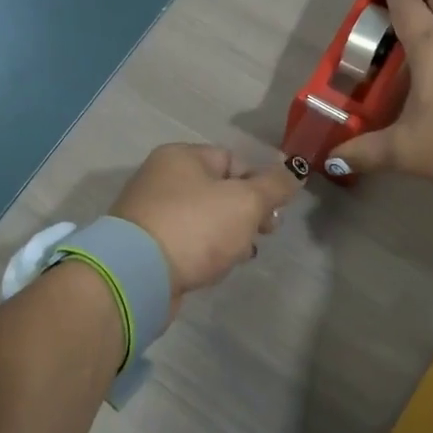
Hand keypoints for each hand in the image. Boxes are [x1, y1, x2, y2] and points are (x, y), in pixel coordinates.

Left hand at [110, 143, 298, 308]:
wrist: (137, 276)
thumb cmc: (195, 227)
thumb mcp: (246, 201)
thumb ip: (275, 186)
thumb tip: (295, 171)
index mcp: (182, 157)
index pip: (232, 160)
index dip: (259, 182)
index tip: (274, 210)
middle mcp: (161, 178)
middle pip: (218, 189)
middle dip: (247, 211)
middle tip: (266, 233)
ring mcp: (150, 213)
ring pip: (204, 218)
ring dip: (229, 234)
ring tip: (244, 254)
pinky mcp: (146, 246)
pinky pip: (187, 241)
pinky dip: (205, 250)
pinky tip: (217, 267)